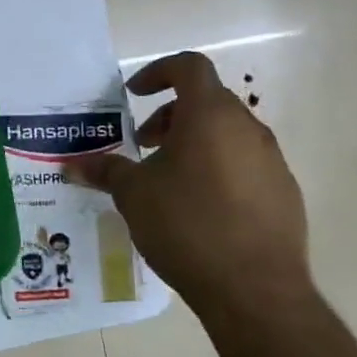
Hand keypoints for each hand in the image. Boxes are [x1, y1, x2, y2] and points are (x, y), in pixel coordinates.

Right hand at [69, 52, 310, 319]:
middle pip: (207, 101)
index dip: (158, 72)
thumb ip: (105, 171)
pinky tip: (200, 208)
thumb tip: (72, 165)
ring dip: (194, 142)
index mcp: (210, 116)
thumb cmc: (187, 225)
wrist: (256, 290)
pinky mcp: (284, 193)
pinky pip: (245, 164)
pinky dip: (218, 169)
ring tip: (168, 180)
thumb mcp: (134, 195)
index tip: (134, 94)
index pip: (189, 66)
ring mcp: (272, 161)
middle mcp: (247, 128)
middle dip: (170, 115)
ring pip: (227, 133)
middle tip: (145, 145)